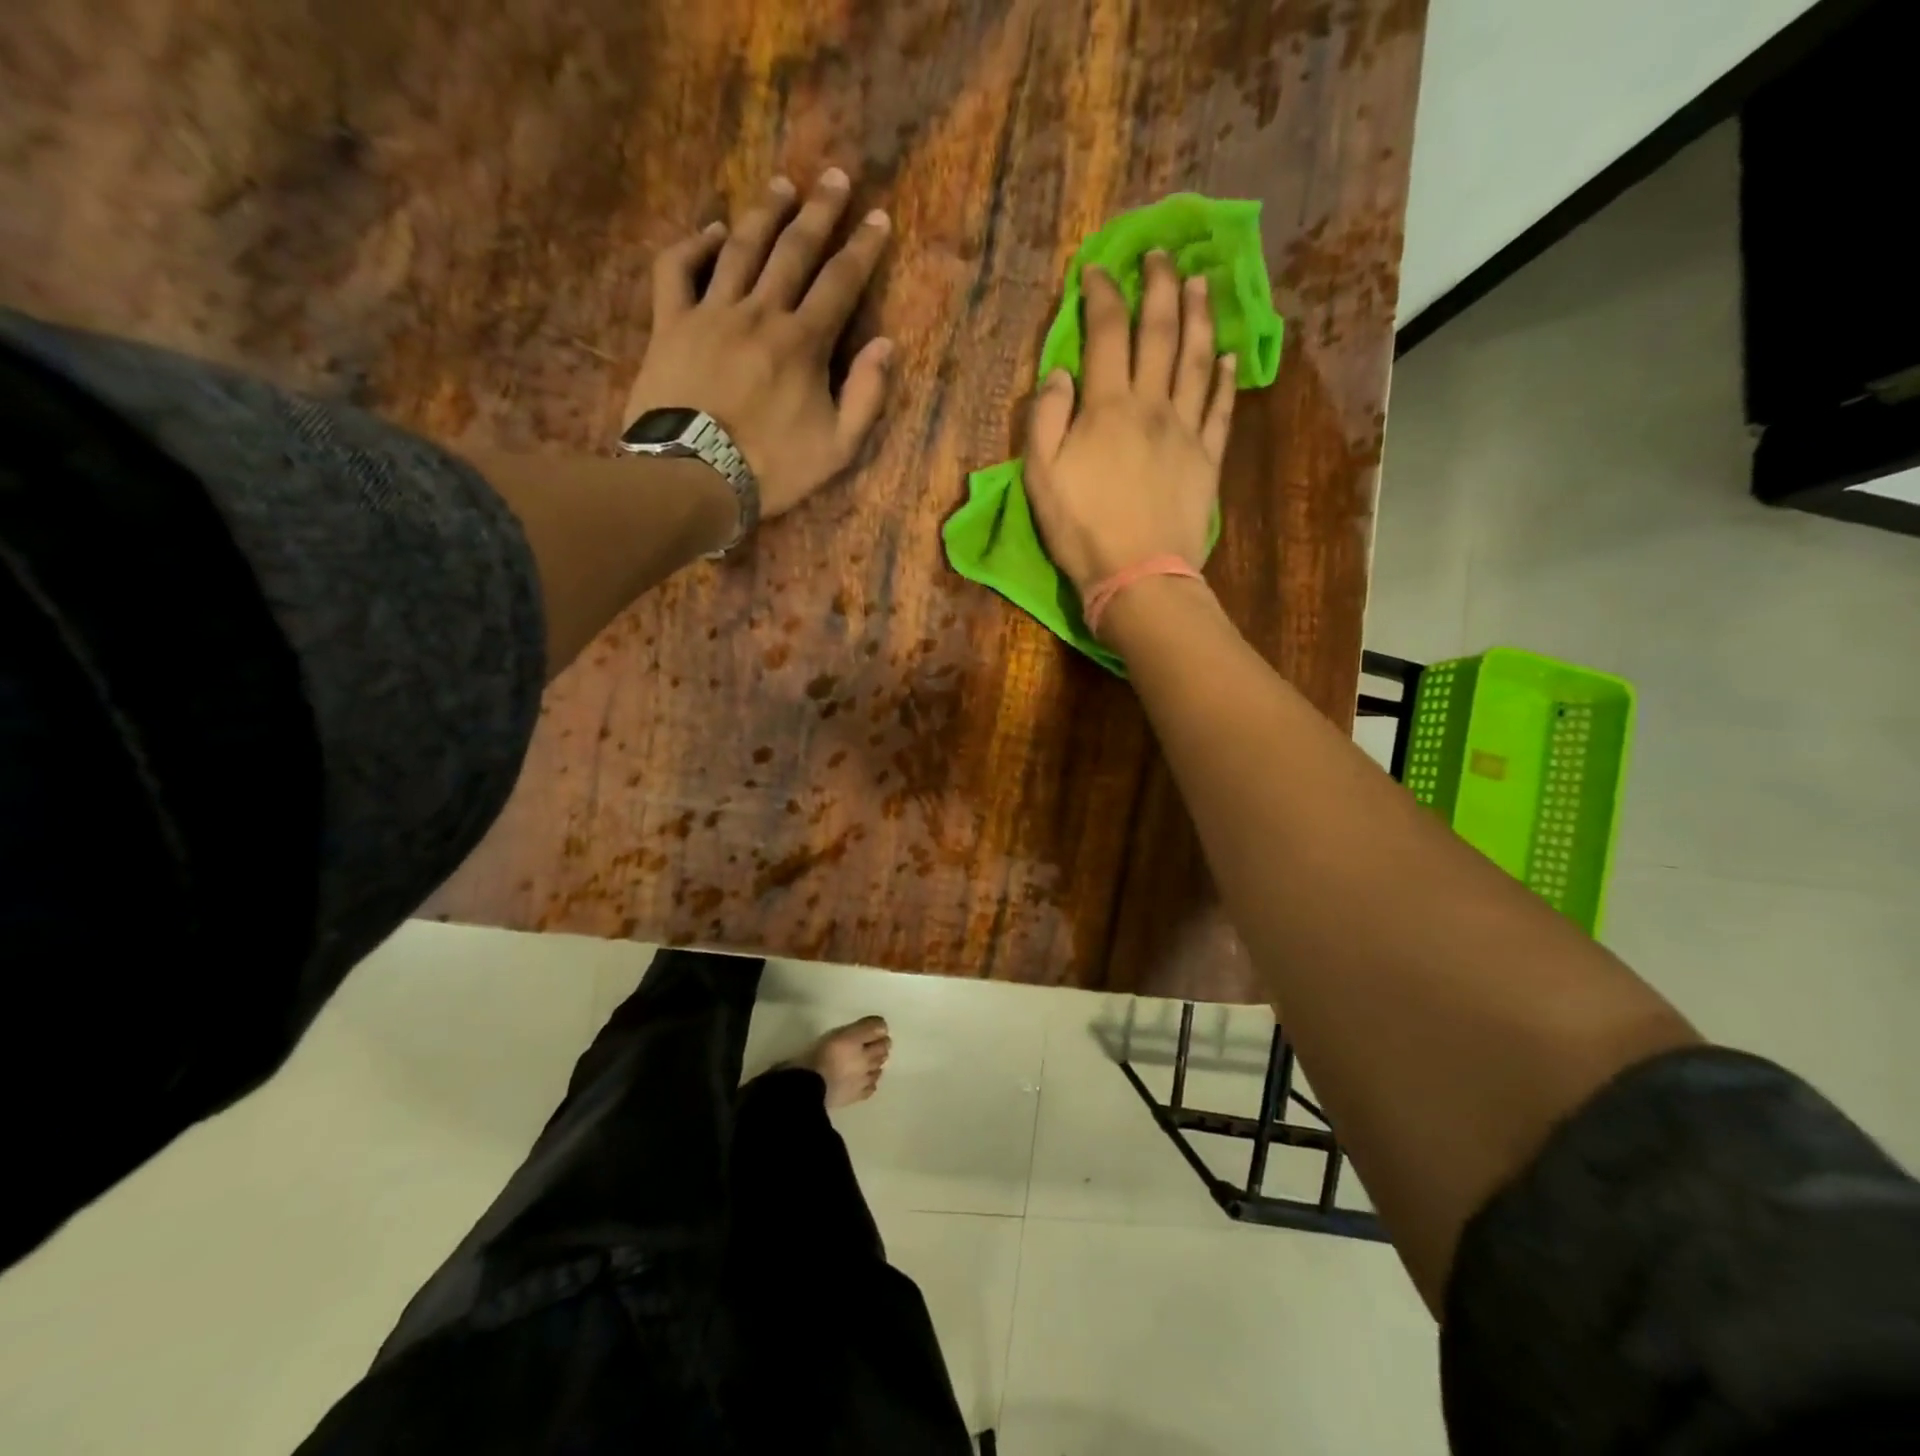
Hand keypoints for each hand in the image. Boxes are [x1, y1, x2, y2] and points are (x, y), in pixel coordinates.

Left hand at [625, 170, 894, 520]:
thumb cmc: (773, 469)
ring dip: (763, 214)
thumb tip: (885, 345)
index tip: (878, 217)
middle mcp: (760, 313)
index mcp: (804, 343)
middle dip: (818, 212)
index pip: (840, 283)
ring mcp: (711, 313)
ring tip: (781, 186)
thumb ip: (866, 396)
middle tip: (834, 176)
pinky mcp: (671, 324)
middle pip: (793, 251)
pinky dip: (694, 244)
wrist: (695, 477)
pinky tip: (711, 230)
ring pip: (740, 248)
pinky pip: (678, 269)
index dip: (862, 248)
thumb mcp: (837, 448)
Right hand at [1024, 255, 1236, 597]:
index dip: (1102, 296)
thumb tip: (1059, 372)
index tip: (1098, 272)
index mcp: (1107, 406)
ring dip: (1199, 315)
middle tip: (1161, 254)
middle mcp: (1152, 404)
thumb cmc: (1081, 530)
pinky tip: (1229, 356)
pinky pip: (1220, 408)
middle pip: (1160, 332)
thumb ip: (1044, 419)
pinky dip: (1225, 378)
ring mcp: (1186, 429)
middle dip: (1159, 286)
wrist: (1138, 575)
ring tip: (1200, 282)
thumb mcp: (1041, 477)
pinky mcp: (1208, 457)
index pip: (1106, 333)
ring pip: (1197, 358)